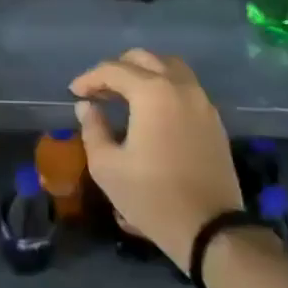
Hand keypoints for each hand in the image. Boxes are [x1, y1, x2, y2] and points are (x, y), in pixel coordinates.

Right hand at [71, 49, 241, 269]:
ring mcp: (201, 100)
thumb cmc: (152, 197)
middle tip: (99, 91)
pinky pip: (185, 86)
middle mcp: (179, 86)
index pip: (113, 70)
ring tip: (125, 94)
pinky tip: (152, 110)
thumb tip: (87, 107)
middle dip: (117, 69)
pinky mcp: (213, 119)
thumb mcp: (108, 167)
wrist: (210, 229)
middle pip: (144, 58)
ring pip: (169, 66)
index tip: (74, 93)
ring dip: (144, 72)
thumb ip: (93, 129)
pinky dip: (164, 86)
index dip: (90, 78)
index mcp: (152, 92)